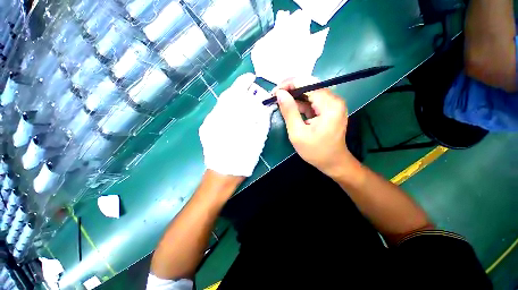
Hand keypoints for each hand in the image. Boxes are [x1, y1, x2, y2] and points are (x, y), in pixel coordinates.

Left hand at [199, 73, 273, 176]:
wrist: (224, 173)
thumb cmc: (243, 157)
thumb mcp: (257, 138)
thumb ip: (261, 120)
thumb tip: (265, 106)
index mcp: (232, 118)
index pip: (237, 93)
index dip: (244, 82)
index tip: (251, 77)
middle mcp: (217, 116)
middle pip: (227, 96)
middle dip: (238, 90)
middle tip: (249, 88)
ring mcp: (209, 122)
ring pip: (221, 104)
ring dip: (232, 99)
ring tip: (243, 99)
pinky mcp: (206, 128)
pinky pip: (217, 112)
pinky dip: (227, 109)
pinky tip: (234, 112)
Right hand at [274, 78, 351, 176]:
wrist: (333, 163)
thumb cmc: (315, 151)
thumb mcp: (297, 133)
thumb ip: (289, 111)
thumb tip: (280, 93)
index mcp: (330, 105)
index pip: (308, 84)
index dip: (290, 84)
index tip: (275, 91)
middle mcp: (334, 100)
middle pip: (310, 87)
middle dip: (291, 90)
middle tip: (275, 96)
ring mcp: (333, 105)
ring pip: (310, 93)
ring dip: (294, 97)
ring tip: (280, 101)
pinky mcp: (329, 110)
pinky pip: (312, 102)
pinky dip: (300, 104)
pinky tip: (290, 107)